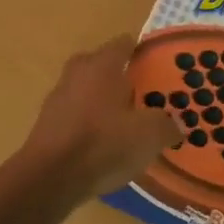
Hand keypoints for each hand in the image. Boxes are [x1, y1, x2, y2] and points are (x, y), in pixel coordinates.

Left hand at [19, 36, 180, 200]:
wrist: (50, 178)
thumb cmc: (104, 144)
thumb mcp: (150, 135)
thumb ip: (167, 124)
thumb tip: (175, 124)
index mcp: (102, 65)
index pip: (125, 44)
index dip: (144, 54)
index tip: (160, 69)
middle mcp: (77, 73)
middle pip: (103, 67)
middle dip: (123, 79)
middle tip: (146, 97)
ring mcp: (58, 99)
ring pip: (89, 92)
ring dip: (106, 103)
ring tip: (129, 125)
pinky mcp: (48, 125)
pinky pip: (77, 116)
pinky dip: (91, 125)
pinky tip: (106, 146)